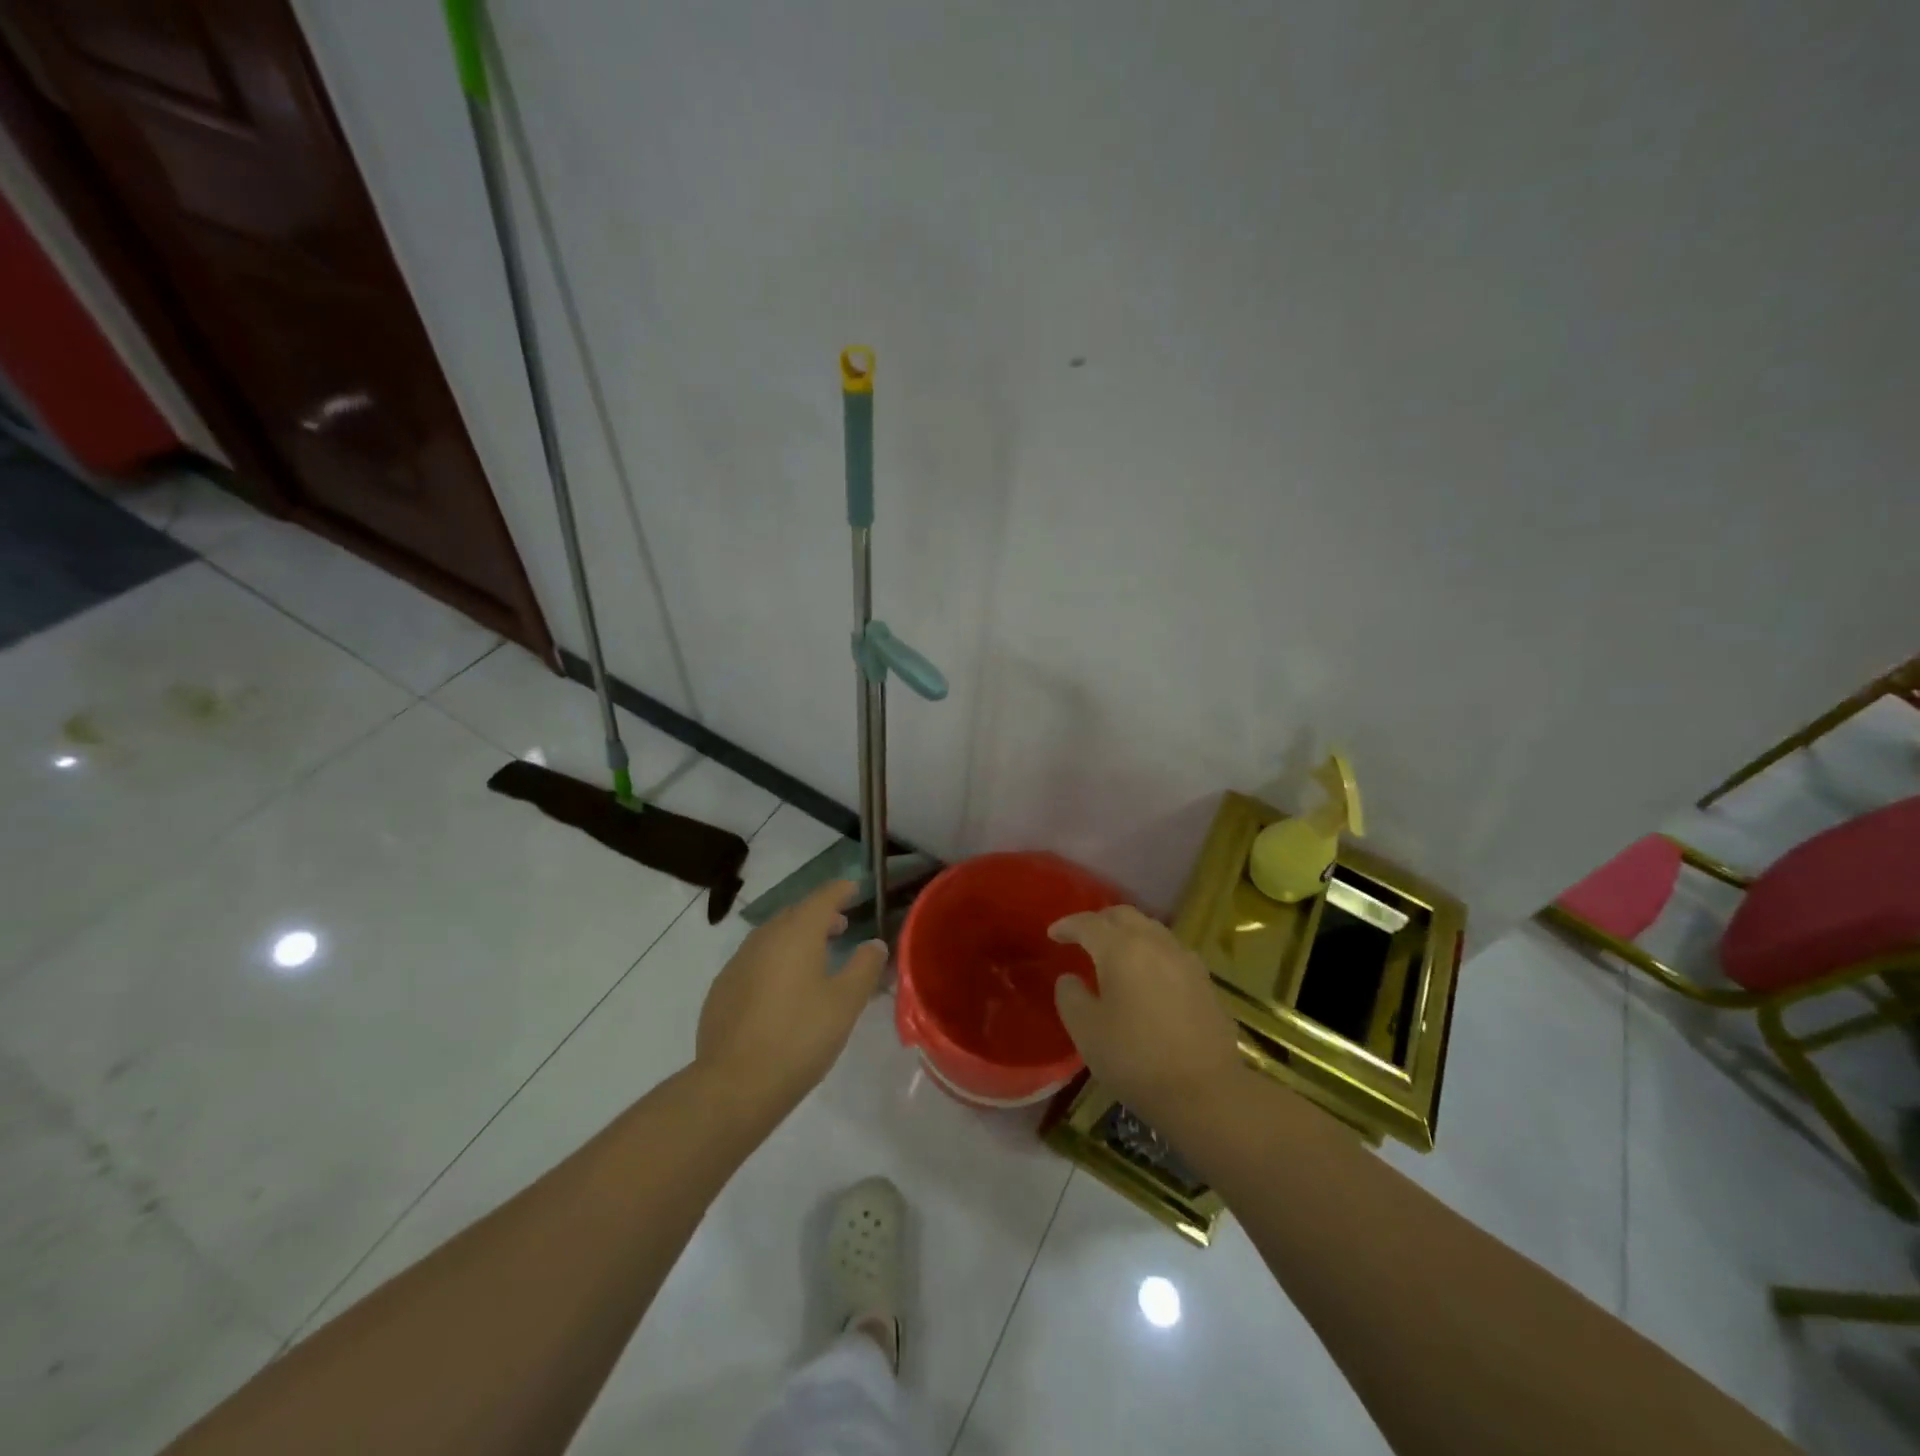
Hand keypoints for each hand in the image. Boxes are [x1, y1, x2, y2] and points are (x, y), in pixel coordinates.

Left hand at [696, 879, 886, 1119]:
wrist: (735, 1084)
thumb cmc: (800, 1037)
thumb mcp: (846, 1003)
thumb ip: (864, 966)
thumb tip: (873, 944)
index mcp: (797, 934)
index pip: (822, 897)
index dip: (840, 890)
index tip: (854, 888)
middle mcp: (764, 938)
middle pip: (795, 914)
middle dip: (819, 914)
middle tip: (840, 925)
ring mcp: (738, 963)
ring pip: (772, 937)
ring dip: (796, 937)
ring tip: (815, 955)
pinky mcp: (722, 989)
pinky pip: (755, 960)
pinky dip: (775, 960)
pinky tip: (783, 988)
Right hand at [1049, 905, 1240, 1125]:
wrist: (1205, 1092)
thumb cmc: (1135, 1059)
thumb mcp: (1086, 1031)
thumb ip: (1070, 997)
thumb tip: (1069, 978)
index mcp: (1121, 949)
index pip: (1088, 923)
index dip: (1067, 925)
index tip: (1053, 934)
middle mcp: (1155, 943)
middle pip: (1123, 916)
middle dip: (1099, 921)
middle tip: (1083, 937)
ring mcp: (1185, 959)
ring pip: (1151, 929)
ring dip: (1128, 933)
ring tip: (1115, 954)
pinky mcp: (1205, 980)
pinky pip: (1170, 951)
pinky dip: (1151, 952)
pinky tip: (1148, 975)